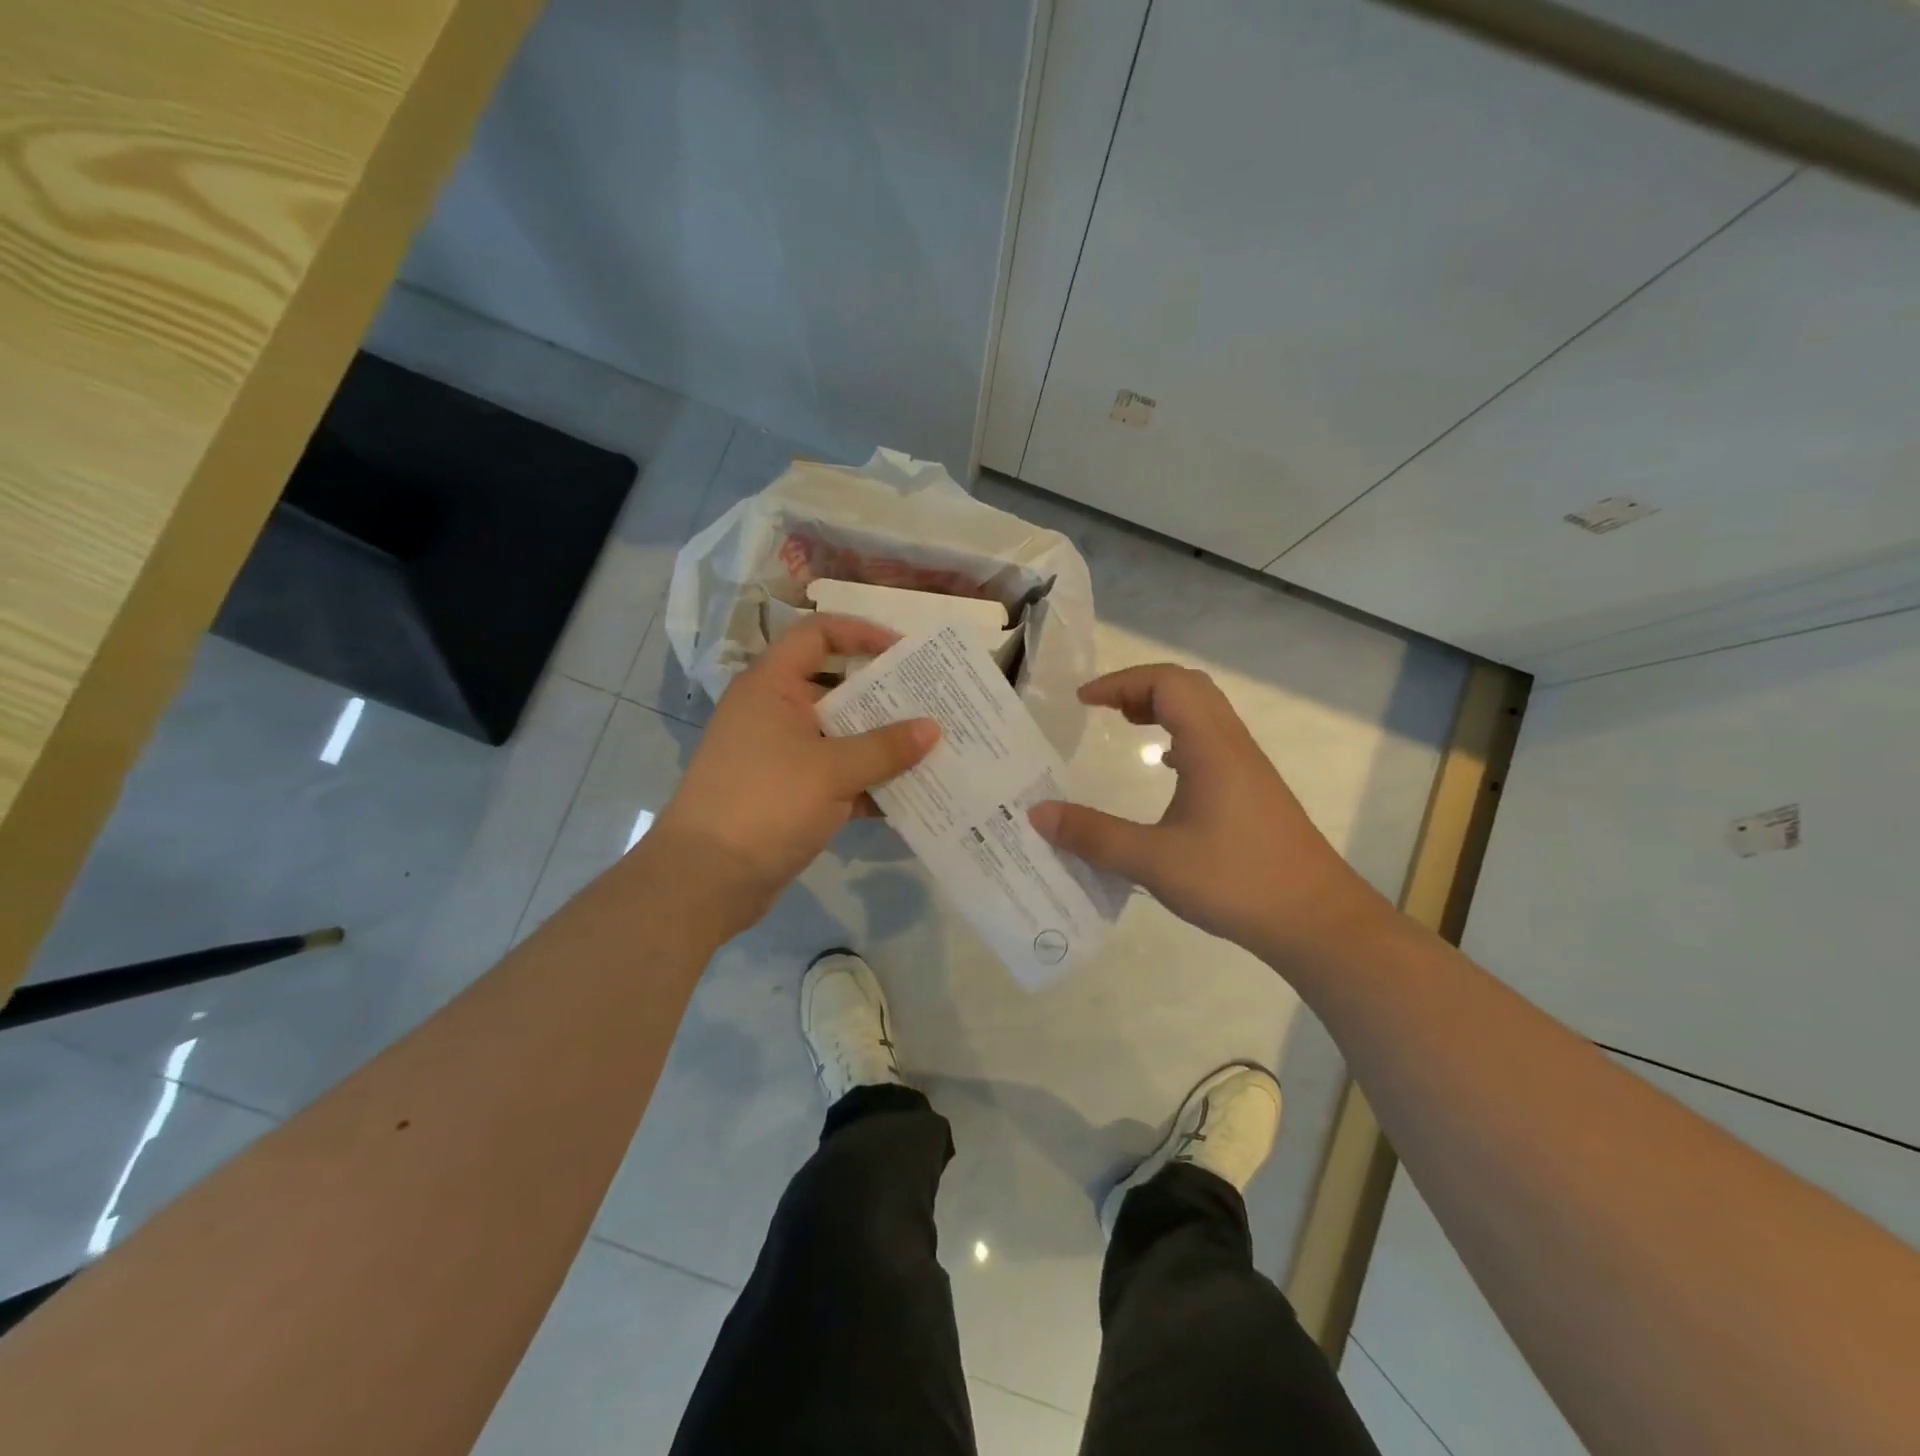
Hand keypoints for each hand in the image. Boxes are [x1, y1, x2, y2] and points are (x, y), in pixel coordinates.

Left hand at [653, 615, 937, 924]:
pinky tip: (908, 795)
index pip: (816, 635)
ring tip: (931, 747)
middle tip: (932, 702)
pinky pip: (836, 776)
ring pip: (840, 735)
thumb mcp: (832, 770)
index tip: (904, 651)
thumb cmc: (766, 803)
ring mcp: (781, 755)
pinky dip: (867, 782)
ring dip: (881, 743)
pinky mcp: (788, 794)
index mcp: (772, 686)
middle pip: (836, 687)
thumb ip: (886, 747)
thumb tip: (933, 728)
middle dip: (884, 695)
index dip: (860, 633)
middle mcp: (774, 712)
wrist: (706, 879)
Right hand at [1030, 664, 1389, 962]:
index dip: (1121, 682)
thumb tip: (1037, 814)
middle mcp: (1233, 746)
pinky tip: (1166, 772)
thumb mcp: (1154, 861)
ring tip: (1127, 728)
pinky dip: (1181, 737)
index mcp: (1210, 747)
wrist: (1317, 920)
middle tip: (1104, 710)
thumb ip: (1093, 835)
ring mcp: (1248, 769)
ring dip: (1163, 709)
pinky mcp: (1255, 793)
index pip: (1167, 682)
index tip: (1083, 702)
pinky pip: (1213, 743)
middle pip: (1189, 688)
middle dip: (1141, 688)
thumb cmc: (1236, 881)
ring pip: (1205, 714)